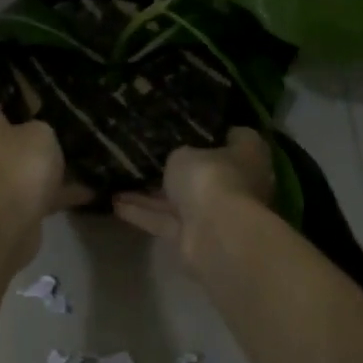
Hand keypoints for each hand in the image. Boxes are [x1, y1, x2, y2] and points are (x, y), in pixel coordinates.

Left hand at [0, 85, 91, 223]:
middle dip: (21, 127)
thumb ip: (40, 125)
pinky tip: (86, 191)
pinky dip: (54, 193)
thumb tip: (35, 130)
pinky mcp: (5, 209)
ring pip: (16, 165)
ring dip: (38, 163)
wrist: (7, 225)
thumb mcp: (41, 133)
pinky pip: (32, 193)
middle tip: (51, 120)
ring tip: (71, 157)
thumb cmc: (20, 166)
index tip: (15, 82)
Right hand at [112, 127, 274, 257]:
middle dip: (179, 168)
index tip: (187, 124)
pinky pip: (164, 221)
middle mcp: (237, 185)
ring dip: (151, 193)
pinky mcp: (193, 239)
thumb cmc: (211, 177)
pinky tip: (114, 202)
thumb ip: (182, 153)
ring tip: (120, 177)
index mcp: (248, 157)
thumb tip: (182, 157)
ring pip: (180, 200)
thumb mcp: (187, 151)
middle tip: (148, 153)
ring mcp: (215, 214)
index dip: (213, 131)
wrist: (215, 234)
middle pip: (205, 173)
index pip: (236, 138)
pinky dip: (141, 212)